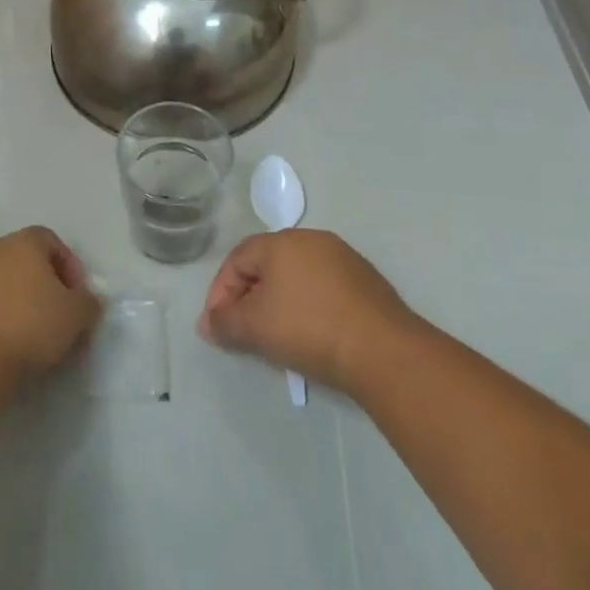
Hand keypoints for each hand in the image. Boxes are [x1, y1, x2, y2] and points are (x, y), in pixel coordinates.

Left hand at [0, 227, 101, 383]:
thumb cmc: (30, 324)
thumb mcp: (77, 315)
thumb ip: (89, 302)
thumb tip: (87, 301)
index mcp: (24, 241)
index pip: (52, 241)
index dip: (70, 267)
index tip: (78, 298)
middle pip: (28, 261)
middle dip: (47, 286)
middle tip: (60, 318)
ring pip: (6, 283)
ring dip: (23, 303)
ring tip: (36, 338)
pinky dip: (1, 316)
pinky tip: (11, 344)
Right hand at [199, 229, 417, 394]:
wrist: (383, 350)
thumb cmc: (309, 329)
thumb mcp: (255, 328)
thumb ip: (224, 322)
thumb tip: (207, 323)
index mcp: (281, 242)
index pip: (237, 260)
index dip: (220, 292)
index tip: (216, 326)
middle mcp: (311, 240)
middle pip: (266, 265)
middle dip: (248, 297)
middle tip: (242, 330)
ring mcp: (342, 258)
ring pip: (296, 276)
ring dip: (278, 301)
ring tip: (275, 335)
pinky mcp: (365, 281)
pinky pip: (323, 288)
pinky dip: (308, 306)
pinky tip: (311, 334)